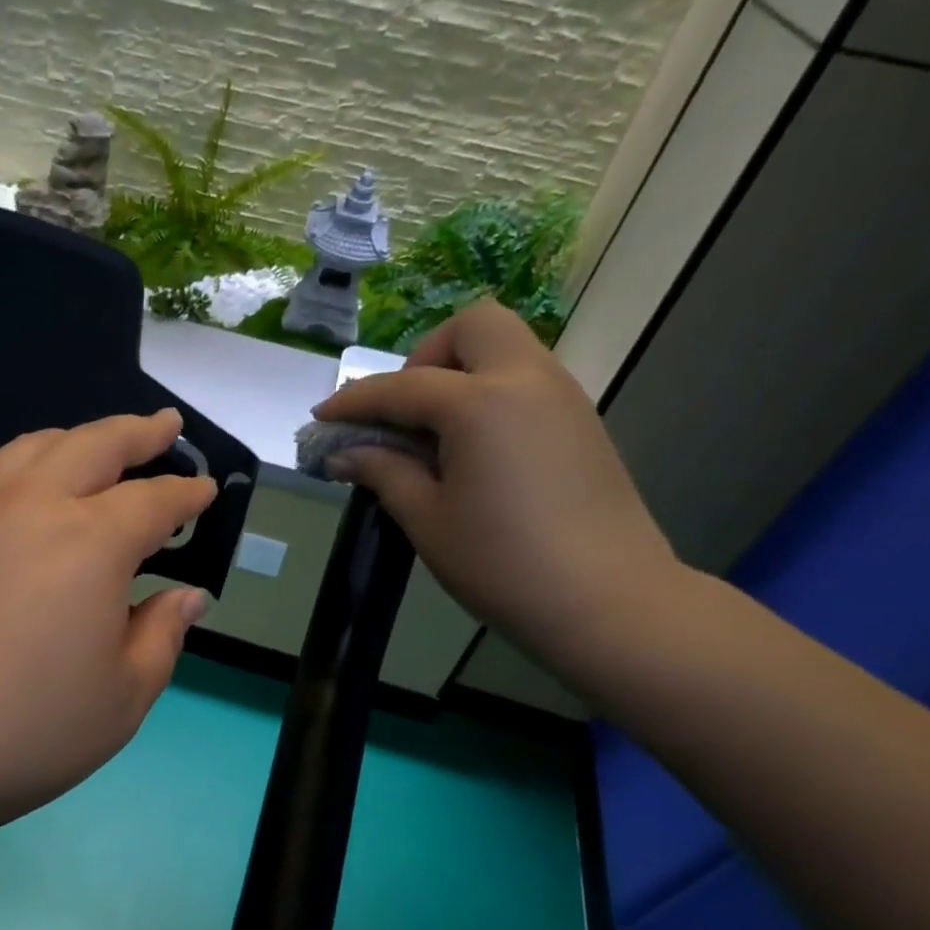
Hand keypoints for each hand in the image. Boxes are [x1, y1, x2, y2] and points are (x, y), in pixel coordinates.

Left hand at [0, 409, 215, 863]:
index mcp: (91, 542)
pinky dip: (27, 468)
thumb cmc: (22, 730)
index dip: (186, 494)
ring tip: (97, 447)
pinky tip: (28, 497)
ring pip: (33, 448)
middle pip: (94, 444)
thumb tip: (185, 596)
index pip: (154, 501)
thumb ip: (161, 637)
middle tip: (164, 426)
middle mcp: (32, 507)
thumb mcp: (121, 699)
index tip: (206, 490)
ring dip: (77, 438)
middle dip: (137, 431)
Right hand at [311, 301, 680, 654]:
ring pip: (505, 349)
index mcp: (481, 403)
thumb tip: (344, 453)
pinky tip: (473, 450)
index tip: (322, 417)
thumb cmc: (502, 564)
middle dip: (425, 357)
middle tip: (403, 412)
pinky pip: (526, 381)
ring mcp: (563, 398)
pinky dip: (490, 394)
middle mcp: (527, 380)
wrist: (606, 602)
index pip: (402, 387)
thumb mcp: (427, 520)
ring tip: (432, 436)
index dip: (355, 401)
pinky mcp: (581, 423)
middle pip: (473, 327)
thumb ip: (384, 473)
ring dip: (460, 373)